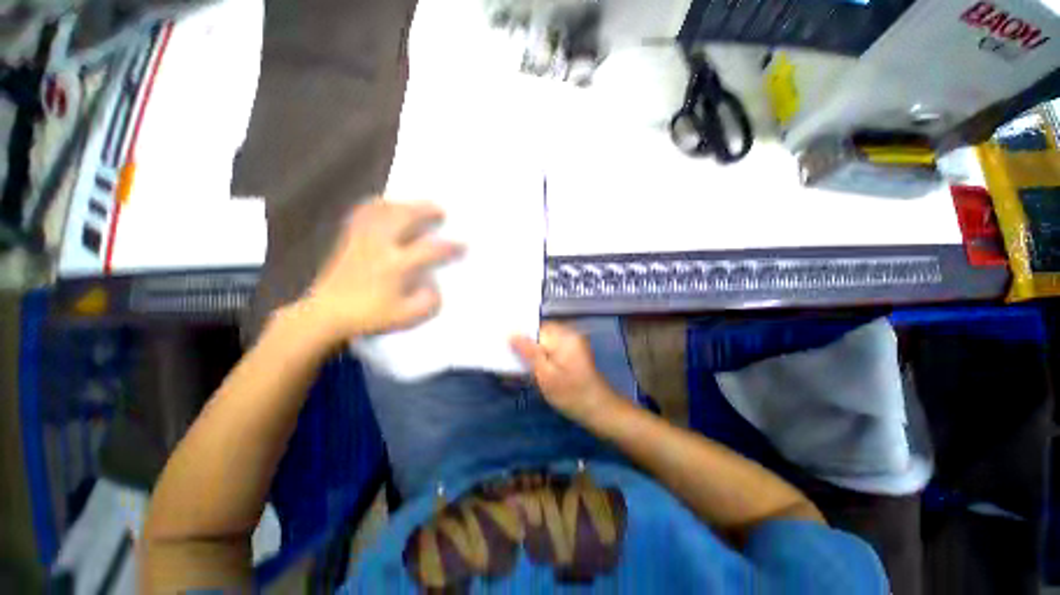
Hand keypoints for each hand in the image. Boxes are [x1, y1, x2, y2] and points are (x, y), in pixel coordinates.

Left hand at [298, 199, 462, 344]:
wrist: (326, 314)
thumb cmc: (368, 316)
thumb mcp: (405, 317)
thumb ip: (426, 302)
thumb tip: (434, 287)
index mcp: (395, 266)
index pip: (429, 250)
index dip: (450, 247)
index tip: (464, 245)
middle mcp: (379, 246)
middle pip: (404, 217)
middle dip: (425, 210)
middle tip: (440, 211)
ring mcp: (362, 239)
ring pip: (383, 210)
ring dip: (402, 204)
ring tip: (414, 206)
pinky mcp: (349, 238)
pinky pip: (363, 213)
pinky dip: (376, 206)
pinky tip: (385, 207)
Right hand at [511, 323, 619, 424]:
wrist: (599, 410)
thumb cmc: (571, 394)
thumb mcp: (545, 374)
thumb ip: (528, 351)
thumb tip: (511, 333)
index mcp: (563, 336)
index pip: (534, 328)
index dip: (518, 336)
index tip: (503, 346)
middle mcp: (568, 335)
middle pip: (538, 334)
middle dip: (523, 346)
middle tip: (508, 359)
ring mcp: (571, 344)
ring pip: (543, 343)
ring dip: (531, 354)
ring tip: (518, 367)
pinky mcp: (572, 353)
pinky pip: (551, 350)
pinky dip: (541, 358)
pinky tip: (532, 370)